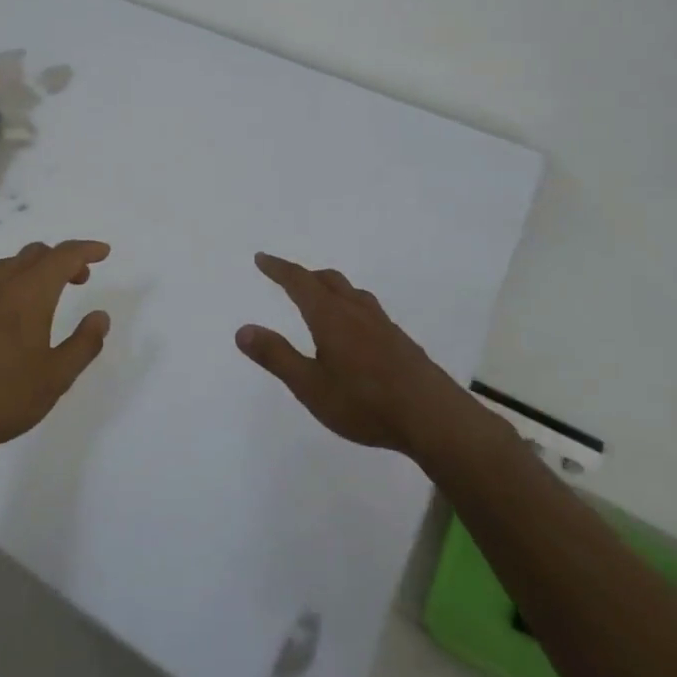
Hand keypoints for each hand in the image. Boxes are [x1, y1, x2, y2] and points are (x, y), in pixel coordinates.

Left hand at [0, 240, 111, 458]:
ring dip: (31, 268)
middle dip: (61, 258)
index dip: (86, 250)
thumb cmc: (4, 397)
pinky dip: (6, 286)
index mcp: (29, 294)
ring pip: (6, 266)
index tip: (103, 252)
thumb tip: (100, 316)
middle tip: (80, 279)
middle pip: (33, 254)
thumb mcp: (57, 377)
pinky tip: (7, 315)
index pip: (63, 256)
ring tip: (45, 293)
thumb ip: (84, 343)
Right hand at [236, 253, 454, 454]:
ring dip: (329, 286)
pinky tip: (354, 329)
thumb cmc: (365, 403)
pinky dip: (349, 304)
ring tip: (320, 296)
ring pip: (351, 292)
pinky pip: (366, 309)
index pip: (299, 281)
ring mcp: (382, 324)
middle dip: (304, 275)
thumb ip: (276, 356)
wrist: (433, 418)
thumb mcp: (310, 386)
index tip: (262, 258)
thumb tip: (242, 329)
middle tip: (286, 277)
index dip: (278, 268)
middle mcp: (356, 311)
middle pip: (327, 280)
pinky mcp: (399, 341)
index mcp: (330, 316)